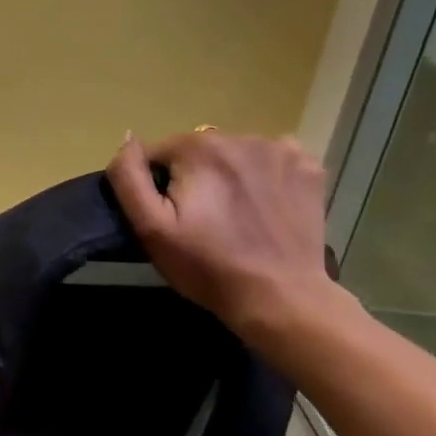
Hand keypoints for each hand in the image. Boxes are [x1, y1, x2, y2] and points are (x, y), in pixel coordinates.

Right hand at [106, 130, 345, 341]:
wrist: (281, 299)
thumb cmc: (207, 266)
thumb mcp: (151, 227)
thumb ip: (129, 177)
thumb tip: (127, 139)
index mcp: (199, 147)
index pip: (158, 153)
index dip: (157, 185)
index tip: (172, 218)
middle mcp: (240, 137)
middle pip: (197, 150)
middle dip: (193, 177)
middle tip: (202, 221)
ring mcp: (280, 150)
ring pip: (233, 153)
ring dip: (227, 174)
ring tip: (234, 215)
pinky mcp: (308, 168)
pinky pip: (271, 158)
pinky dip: (263, 175)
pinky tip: (264, 205)